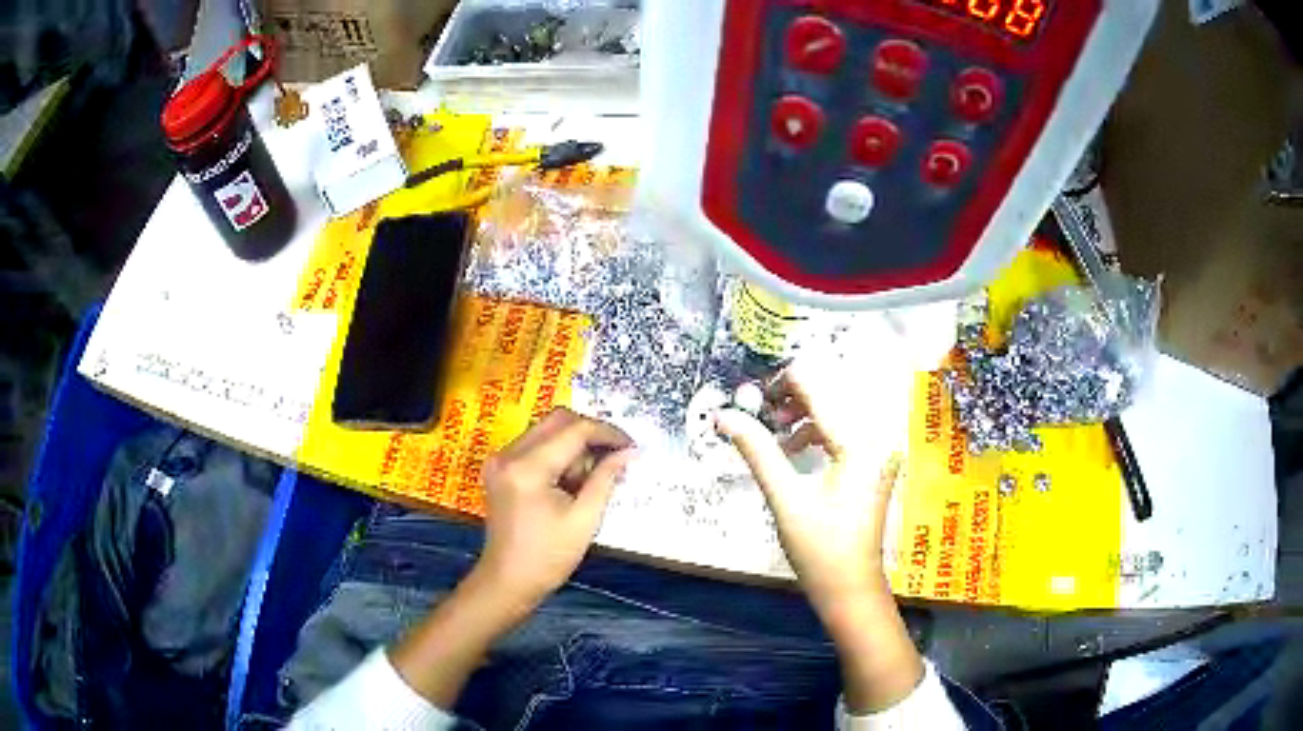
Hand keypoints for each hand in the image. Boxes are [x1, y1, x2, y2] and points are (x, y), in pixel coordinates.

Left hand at [391, 409, 632, 706]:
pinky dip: (558, 454)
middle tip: (615, 458)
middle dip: (591, 434)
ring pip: (547, 429)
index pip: (574, 430)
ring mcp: (500, 458)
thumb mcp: (585, 519)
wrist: (508, 580)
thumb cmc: (548, 557)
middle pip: (558, 419)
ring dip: (574, 445)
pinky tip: (571, 480)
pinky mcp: (500, 467)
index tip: (632, 447)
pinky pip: (535, 444)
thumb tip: (629, 452)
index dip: (607, 433)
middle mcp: (508, 453)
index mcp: (528, 468)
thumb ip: (606, 479)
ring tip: (591, 478)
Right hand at [716, 369, 900, 616]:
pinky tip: (794, 449)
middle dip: (791, 398)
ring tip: (775, 434)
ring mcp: (880, 450)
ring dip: (803, 414)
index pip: (817, 388)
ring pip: (836, 411)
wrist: (850, 588)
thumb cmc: (819, 547)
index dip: (780, 384)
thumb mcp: (785, 497)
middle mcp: (877, 436)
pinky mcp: (875, 462)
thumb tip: (724, 415)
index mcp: (860, 441)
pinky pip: (844, 430)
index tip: (750, 397)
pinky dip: (817, 431)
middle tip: (759, 413)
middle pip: (830, 394)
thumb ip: (757, 450)